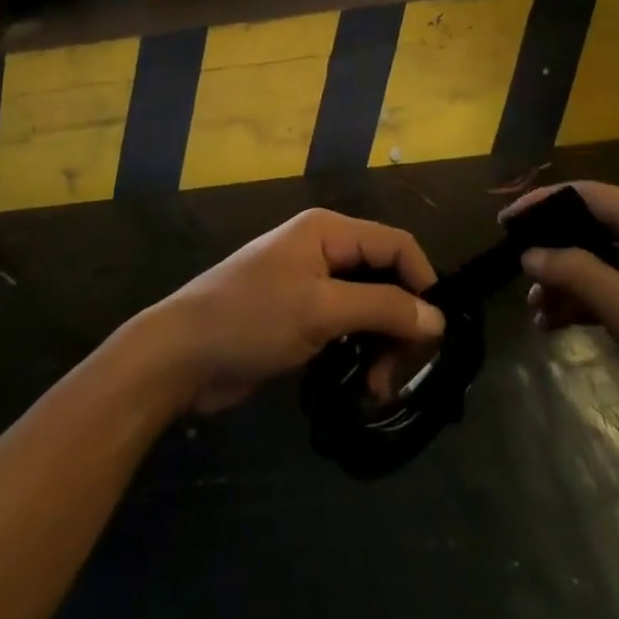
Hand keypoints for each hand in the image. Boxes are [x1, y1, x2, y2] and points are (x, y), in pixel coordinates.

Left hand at [146, 209, 444, 413]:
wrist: (180, 356)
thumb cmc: (250, 319)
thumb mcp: (320, 310)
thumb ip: (382, 308)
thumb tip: (438, 318)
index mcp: (328, 231)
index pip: (396, 245)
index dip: (423, 282)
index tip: (436, 333)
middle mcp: (324, 250)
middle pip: (386, 278)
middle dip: (399, 323)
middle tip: (398, 372)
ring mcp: (311, 285)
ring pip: (369, 308)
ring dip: (381, 346)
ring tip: (375, 388)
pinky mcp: (300, 318)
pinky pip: (346, 329)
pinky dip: (359, 354)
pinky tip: (359, 386)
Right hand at [510, 182, 618, 461]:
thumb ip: (575, 273)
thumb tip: (530, 252)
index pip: (586, 194)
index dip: (540, 204)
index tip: (502, 225)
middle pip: (593, 224)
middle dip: (552, 250)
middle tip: (515, 274)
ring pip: (604, 257)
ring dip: (568, 280)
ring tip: (534, 311)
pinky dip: (590, 299)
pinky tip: (559, 323)